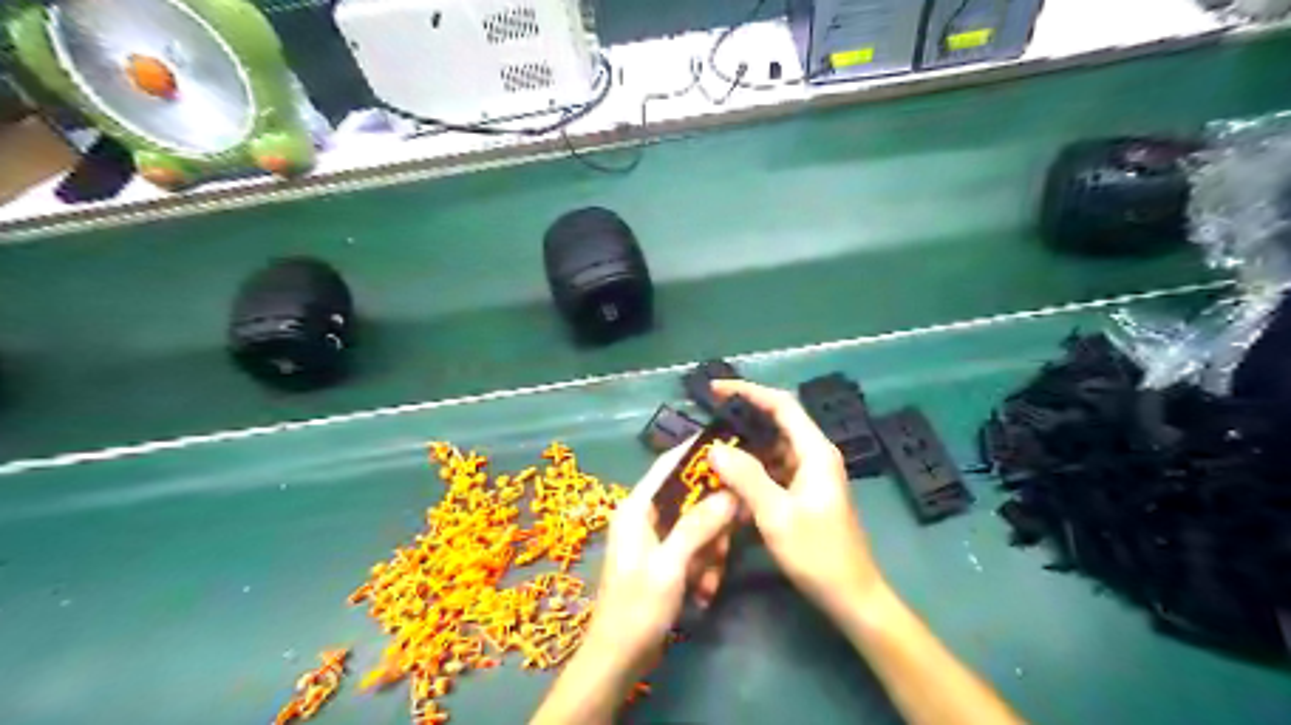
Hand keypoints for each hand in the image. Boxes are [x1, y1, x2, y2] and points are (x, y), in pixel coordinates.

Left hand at [583, 448, 736, 680]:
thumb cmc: (637, 609)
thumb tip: (728, 493)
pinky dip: (703, 566)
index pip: (668, 465)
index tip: (728, 443)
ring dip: (710, 551)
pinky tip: (704, 592)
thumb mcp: (670, 565)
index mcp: (637, 508)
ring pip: (696, 525)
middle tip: (732, 534)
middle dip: (712, 520)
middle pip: (690, 497)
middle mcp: (645, 516)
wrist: (618, 659)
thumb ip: (697, 526)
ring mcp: (655, 539)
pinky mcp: (664, 559)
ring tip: (710, 579)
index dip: (695, 451)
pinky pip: (693, 548)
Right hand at [706, 384, 888, 614]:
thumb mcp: (776, 515)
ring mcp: (810, 475)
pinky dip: (751, 472)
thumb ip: (746, 477)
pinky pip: (773, 471)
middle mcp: (814, 456)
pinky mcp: (803, 494)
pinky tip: (728, 482)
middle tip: (706, 423)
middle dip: (741, 420)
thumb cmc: (818, 554)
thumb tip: (715, 447)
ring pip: (771, 450)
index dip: (749, 391)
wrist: (852, 596)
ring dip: (743, 449)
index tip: (716, 389)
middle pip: (775, 424)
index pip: (781, 405)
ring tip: (709, 451)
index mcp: (815, 452)